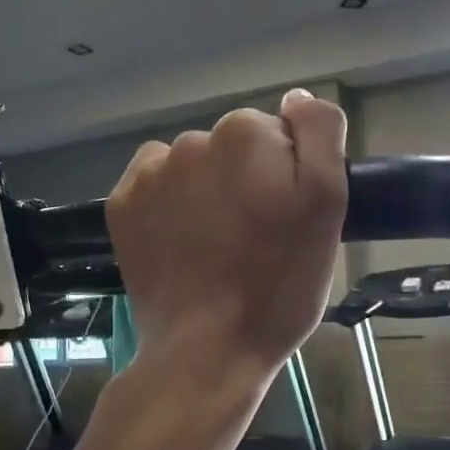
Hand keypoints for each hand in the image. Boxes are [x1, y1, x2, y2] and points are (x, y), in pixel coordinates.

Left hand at [107, 89, 347, 383]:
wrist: (207, 351)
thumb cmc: (279, 285)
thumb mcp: (328, 207)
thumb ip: (320, 135)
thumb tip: (297, 98)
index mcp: (247, 134)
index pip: (282, 134)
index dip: (291, 175)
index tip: (289, 219)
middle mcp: (193, 139)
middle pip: (236, 147)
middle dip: (249, 179)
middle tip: (259, 239)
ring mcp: (150, 173)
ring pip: (196, 166)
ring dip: (209, 191)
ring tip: (219, 248)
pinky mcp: (121, 206)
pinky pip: (157, 186)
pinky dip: (171, 205)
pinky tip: (184, 244)